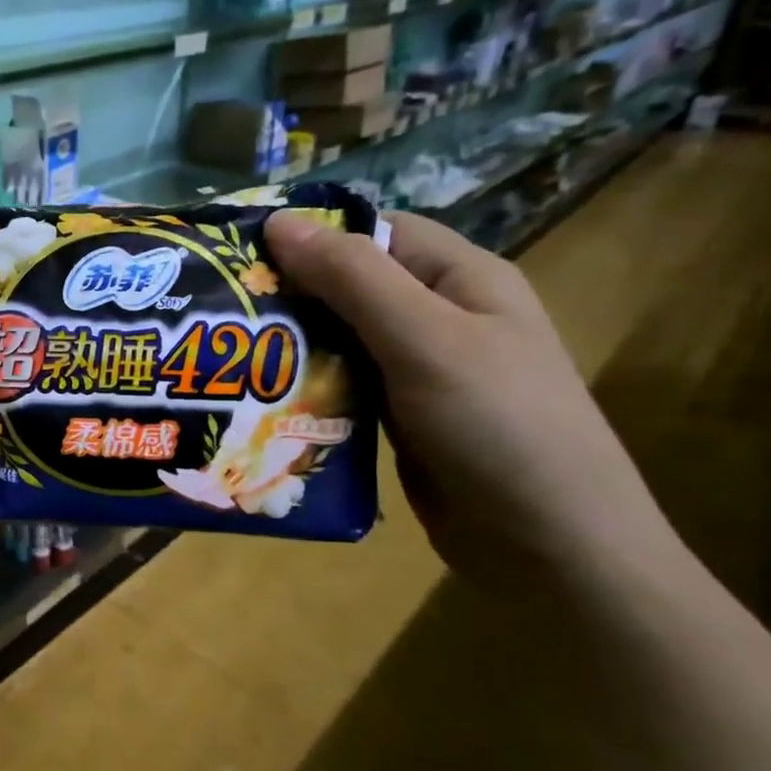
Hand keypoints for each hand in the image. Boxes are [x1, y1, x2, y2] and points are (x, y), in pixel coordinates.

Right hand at [264, 210, 678, 586]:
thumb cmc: (498, 427)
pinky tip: (263, 400)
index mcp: (460, 279)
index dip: (310, 234)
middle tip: (219, 309)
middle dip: (290, 294)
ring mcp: (420, 372)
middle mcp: (440, 317)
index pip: (374, 231)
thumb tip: (278, 222)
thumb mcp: (424, 340)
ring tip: (227, 355)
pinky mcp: (401, 420)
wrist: (551, 548)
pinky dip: (308, 389)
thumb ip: (353, 279)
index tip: (239, 251)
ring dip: (293, 346)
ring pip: (342, 341)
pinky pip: (345, 389)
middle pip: (351, 287)